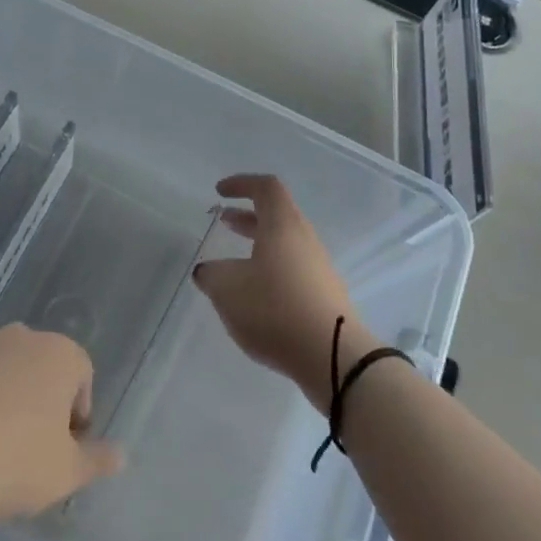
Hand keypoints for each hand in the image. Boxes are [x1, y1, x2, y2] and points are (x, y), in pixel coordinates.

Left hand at [0, 325, 123, 526]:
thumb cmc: (13, 463)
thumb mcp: (66, 473)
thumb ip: (97, 459)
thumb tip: (120, 454)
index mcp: (59, 354)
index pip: (81, 376)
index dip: (77, 414)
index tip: (62, 449)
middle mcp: (21, 336)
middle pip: (41, 366)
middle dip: (40, 398)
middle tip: (28, 446)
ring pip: (1, 366)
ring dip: (2, 393)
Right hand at [193, 174, 374, 411]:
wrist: (334, 357)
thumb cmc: (275, 309)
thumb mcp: (228, 290)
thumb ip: (212, 275)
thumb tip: (207, 271)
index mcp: (283, 225)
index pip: (265, 187)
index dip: (241, 184)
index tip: (219, 192)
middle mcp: (304, 239)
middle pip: (277, 215)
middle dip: (247, 215)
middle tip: (224, 221)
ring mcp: (318, 268)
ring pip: (285, 243)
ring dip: (258, 243)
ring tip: (234, 261)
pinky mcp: (324, 295)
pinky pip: (293, 268)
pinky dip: (270, 268)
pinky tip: (255, 294)